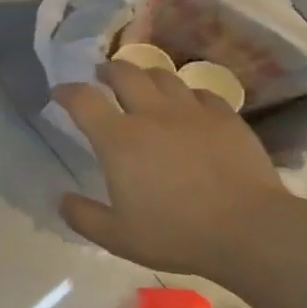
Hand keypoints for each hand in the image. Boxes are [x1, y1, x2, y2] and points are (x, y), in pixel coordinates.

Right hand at [52, 61, 286, 277]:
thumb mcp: (118, 237)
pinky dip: (186, 95)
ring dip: (145, 76)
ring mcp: (192, 111)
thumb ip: (83, 217)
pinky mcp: (225, 117)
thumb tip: (61, 199)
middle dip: (107, 70)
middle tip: (102, 77)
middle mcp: (152, 114)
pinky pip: (200, 93)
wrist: (248, 228)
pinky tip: (188, 106)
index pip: (83, 100)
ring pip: (163, 75)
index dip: (66, 92)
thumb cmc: (176, 233)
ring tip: (142, 85)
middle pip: (124, 73)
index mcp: (119, 139)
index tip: (59, 93)